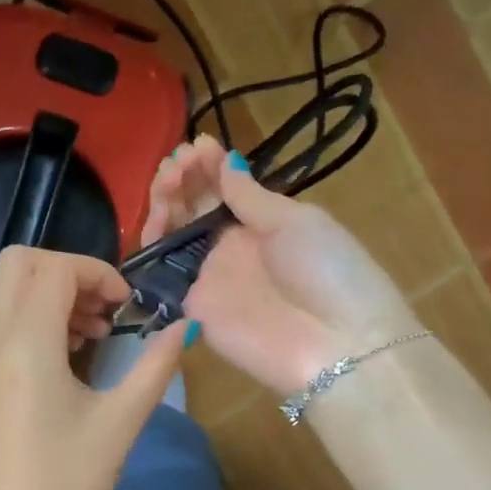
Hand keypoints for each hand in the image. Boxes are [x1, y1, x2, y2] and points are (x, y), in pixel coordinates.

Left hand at [0, 247, 189, 489]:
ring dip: (47, 296)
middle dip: (65, 272)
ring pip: (3, 292)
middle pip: (17, 263)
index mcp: (24, 342)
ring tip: (89, 338)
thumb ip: (154, 368)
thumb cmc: (62, 484)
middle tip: (102, 312)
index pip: (54, 268)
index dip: (96, 273)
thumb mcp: (118, 424)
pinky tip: (60, 363)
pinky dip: (28, 321)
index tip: (126, 307)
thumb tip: (184, 329)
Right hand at [143, 135, 420, 395]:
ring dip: (165, 203)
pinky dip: (153, 247)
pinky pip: (164, 275)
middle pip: (192, 208)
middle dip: (180, 179)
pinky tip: (156, 222)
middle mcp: (231, 247)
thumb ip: (251, 197)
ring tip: (168, 183)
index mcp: (262, 223)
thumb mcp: (295, 222)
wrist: (337, 344)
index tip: (196, 145)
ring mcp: (210, 277)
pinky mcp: (193, 308)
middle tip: (177, 164)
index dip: (206, 166)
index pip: (223, 188)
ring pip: (173, 235)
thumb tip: (227, 161)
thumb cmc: (327, 271)